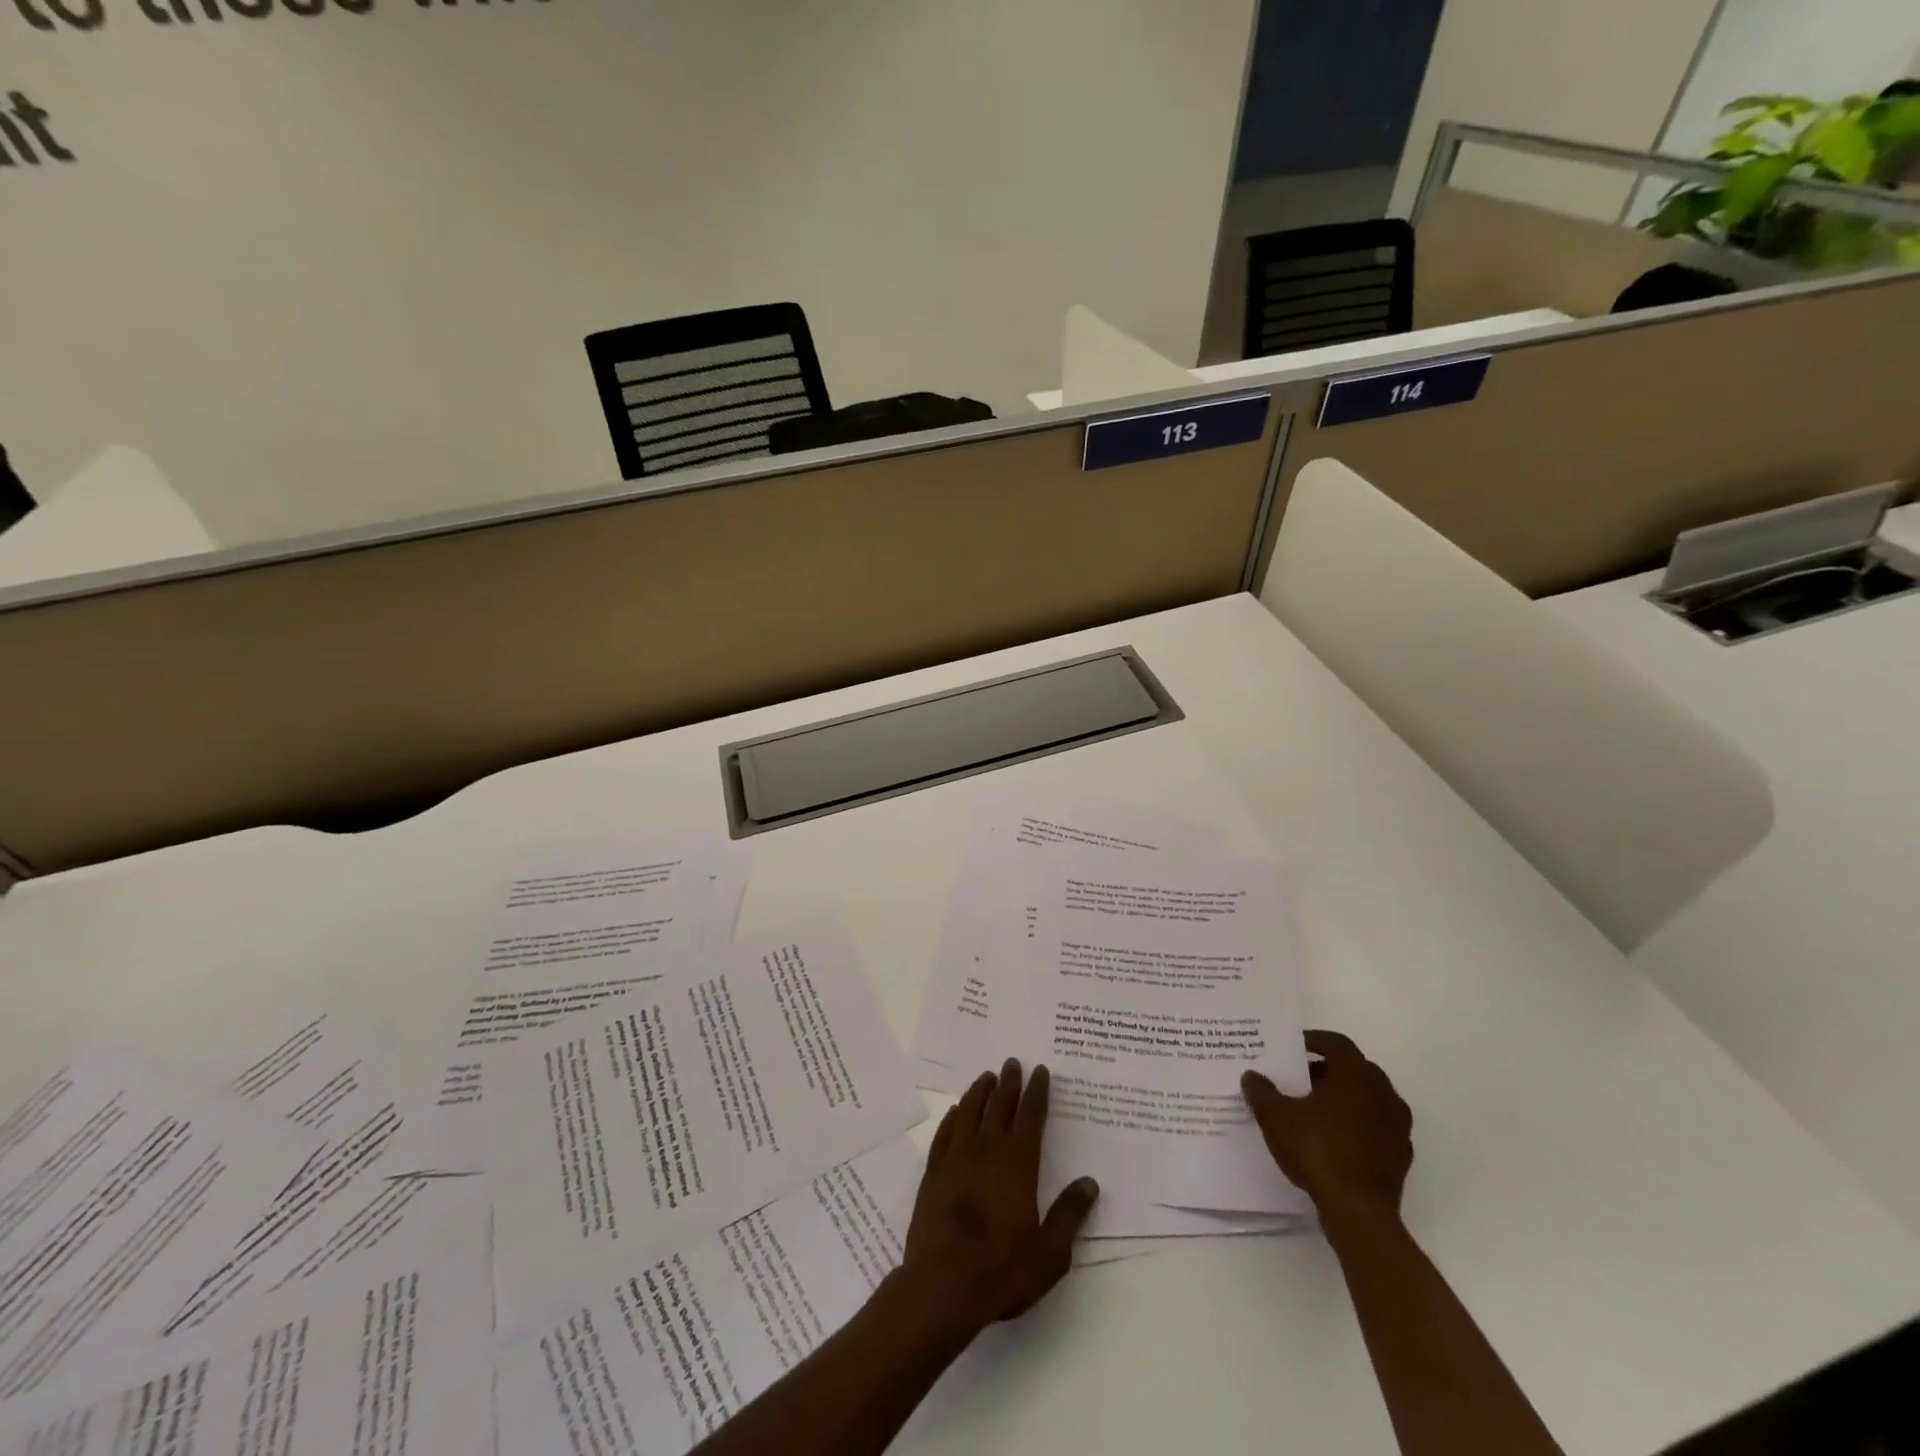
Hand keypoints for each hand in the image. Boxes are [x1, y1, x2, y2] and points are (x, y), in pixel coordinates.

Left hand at [901, 1059, 1098, 1336]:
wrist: (942, 1286)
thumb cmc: (1001, 1271)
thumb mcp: (1049, 1253)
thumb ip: (1069, 1215)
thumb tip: (1089, 1183)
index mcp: (1018, 1165)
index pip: (1031, 1117)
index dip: (1037, 1092)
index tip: (1041, 1071)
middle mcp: (987, 1151)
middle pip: (999, 1106)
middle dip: (1009, 1082)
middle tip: (1013, 1062)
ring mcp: (956, 1159)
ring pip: (969, 1112)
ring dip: (979, 1092)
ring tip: (986, 1076)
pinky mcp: (933, 1173)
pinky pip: (944, 1134)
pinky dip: (952, 1118)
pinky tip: (955, 1112)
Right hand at [1242, 1030, 1411, 1223]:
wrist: (1358, 1211)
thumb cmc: (1317, 1150)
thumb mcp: (1275, 1117)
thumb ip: (1261, 1091)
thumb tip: (1252, 1076)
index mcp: (1356, 1075)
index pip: (1337, 1043)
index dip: (1314, 1040)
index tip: (1294, 1047)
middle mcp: (1383, 1093)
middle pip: (1355, 1068)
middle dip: (1328, 1069)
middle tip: (1300, 1077)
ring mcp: (1397, 1125)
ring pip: (1369, 1098)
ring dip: (1345, 1097)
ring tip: (1316, 1108)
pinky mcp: (1401, 1154)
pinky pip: (1378, 1126)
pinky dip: (1358, 1123)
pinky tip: (1336, 1137)